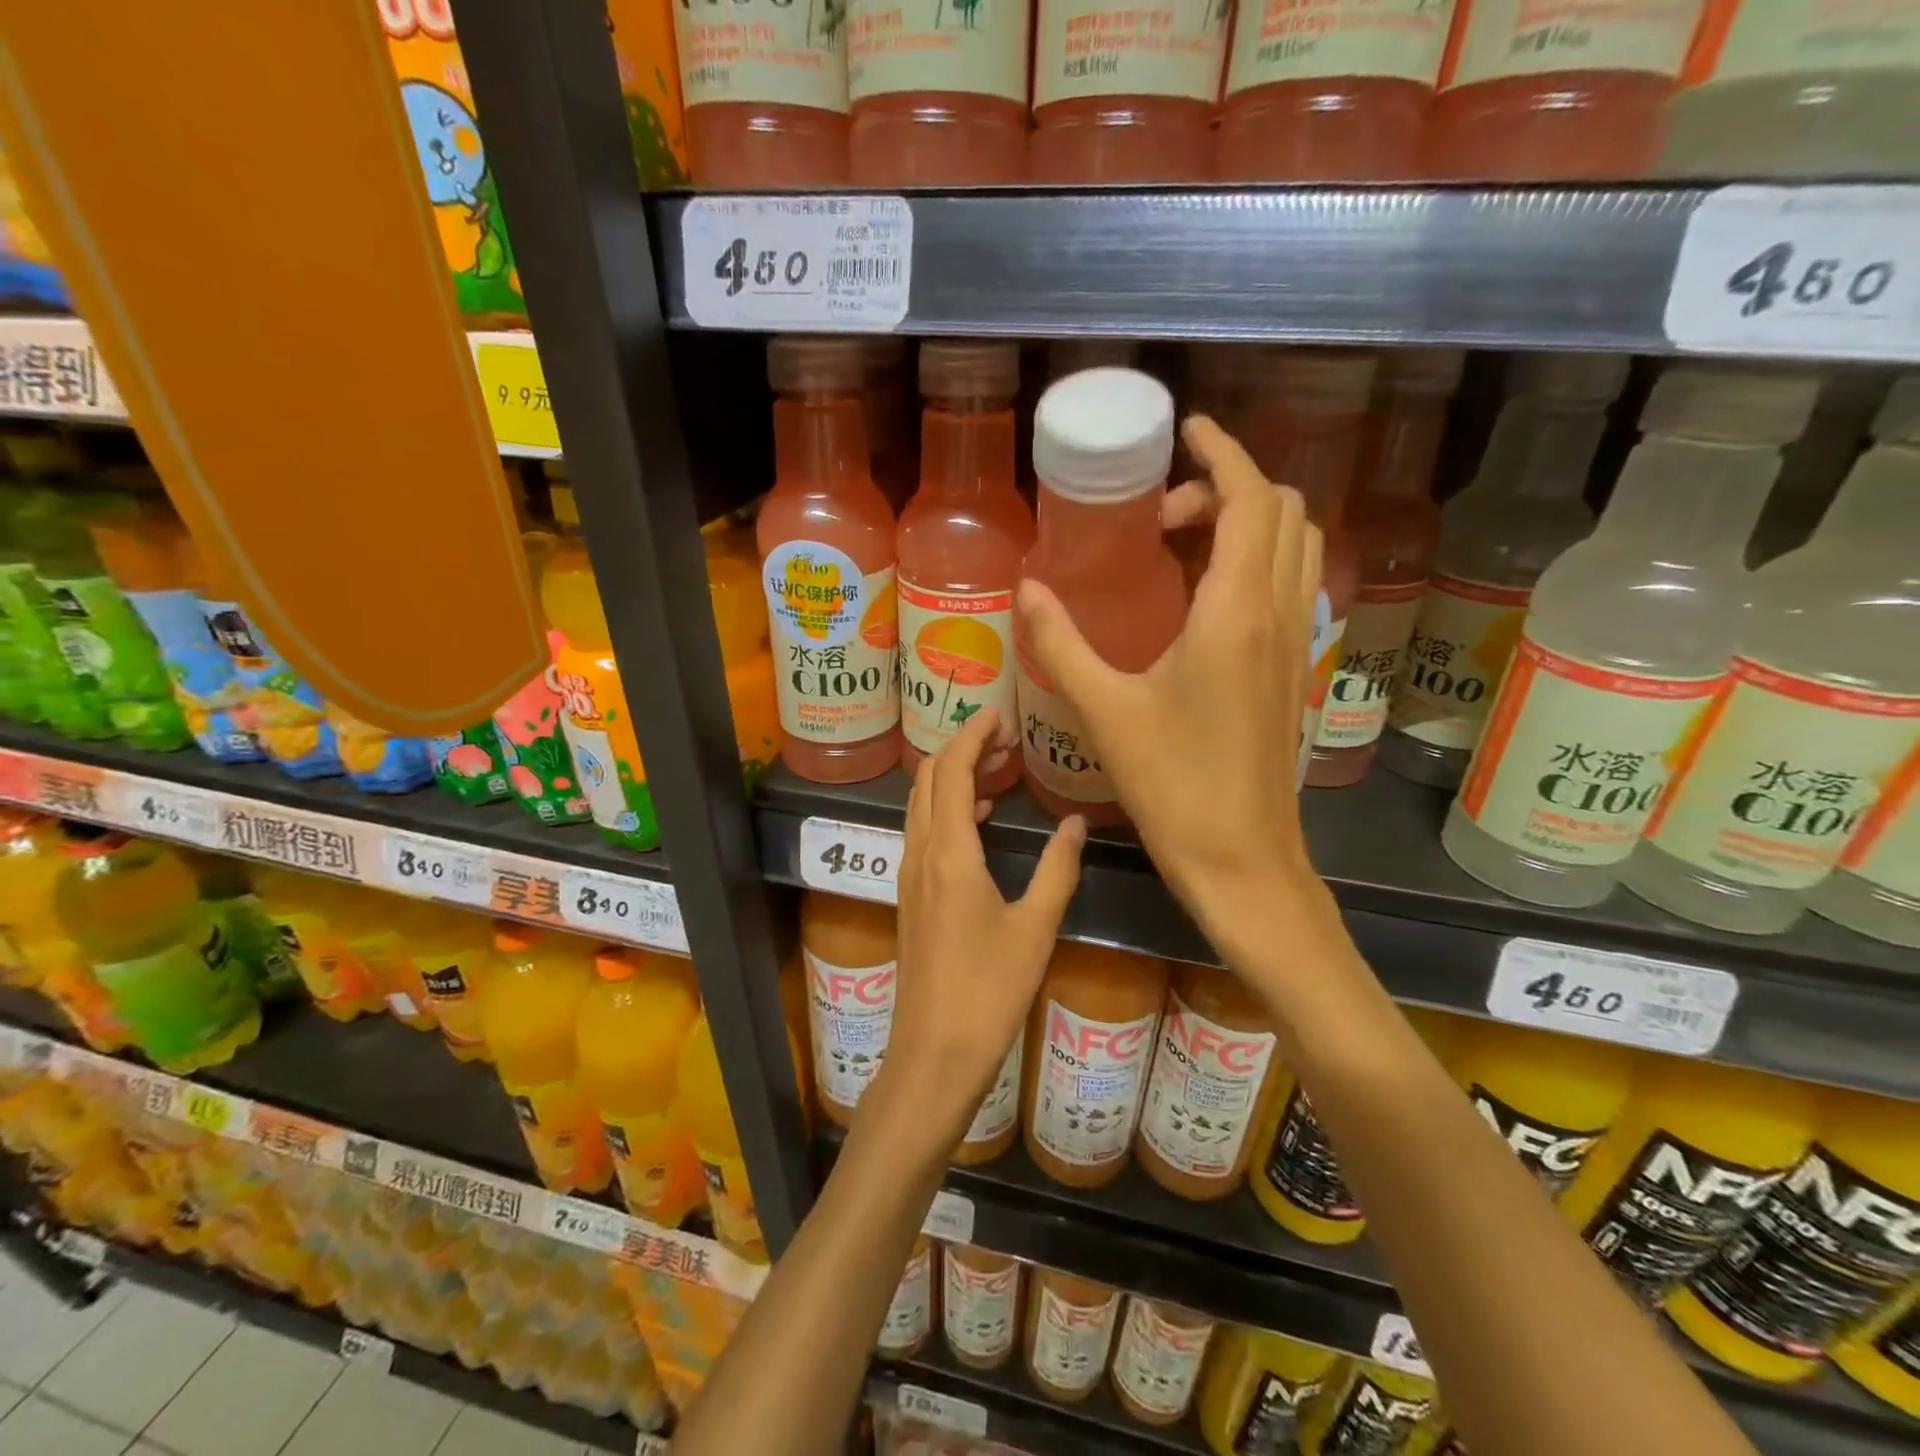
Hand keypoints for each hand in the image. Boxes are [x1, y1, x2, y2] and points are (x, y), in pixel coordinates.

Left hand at [886, 707, 1084, 1138]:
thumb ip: (1057, 868)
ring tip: (995, 769)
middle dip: (958, 748)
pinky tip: (978, 822)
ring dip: (950, 778)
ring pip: (920, 806)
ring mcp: (909, 876)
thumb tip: (1077, 822)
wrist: (933, 1052)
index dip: (970, 735)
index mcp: (948, 853)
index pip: (949, 770)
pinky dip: (946, 810)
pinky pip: (922, 833)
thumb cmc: (988, 990)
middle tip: (1001, 737)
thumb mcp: (1035, 927)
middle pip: (927, 780)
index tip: (998, 714)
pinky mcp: (910, 897)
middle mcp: (920, 854)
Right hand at [1016, 416, 1326, 954]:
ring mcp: (1291, 644)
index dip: (1223, 451)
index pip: (1250, 498)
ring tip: (1179, 546)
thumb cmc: (1173, 784)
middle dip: (1227, 488)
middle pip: (1282, 511)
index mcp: (1235, 612)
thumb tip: (1025, 587)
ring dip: (1246, 523)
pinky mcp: (1289, 671)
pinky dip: (1255, 562)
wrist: (1242, 858)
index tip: (1187, 431)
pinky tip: (1200, 601)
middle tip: (1161, 515)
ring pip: (1294, 548)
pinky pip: (1287, 586)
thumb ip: (1061, 641)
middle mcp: (1276, 614)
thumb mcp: (1105, 709)